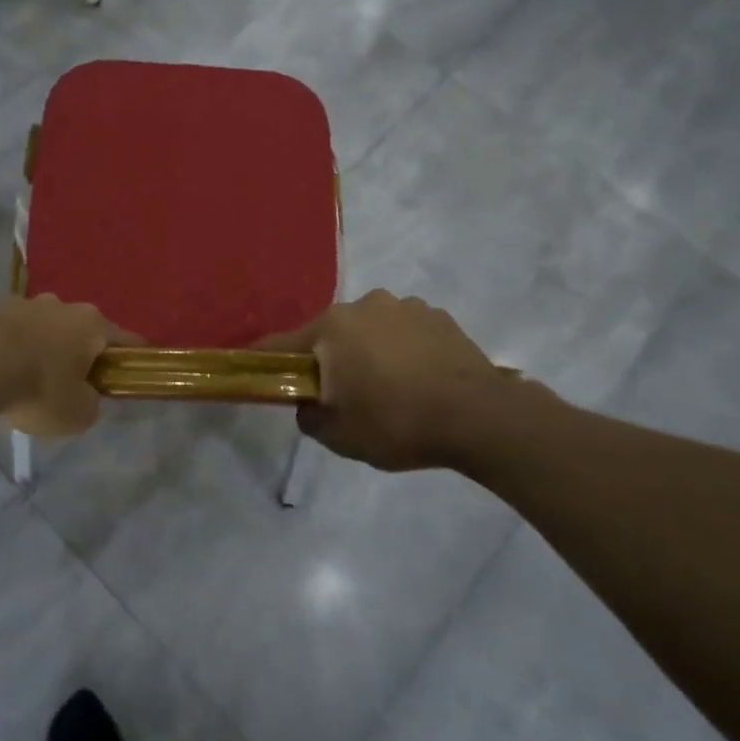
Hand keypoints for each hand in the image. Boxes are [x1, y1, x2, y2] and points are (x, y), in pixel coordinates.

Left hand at [0, 295, 120, 438]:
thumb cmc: (39, 388)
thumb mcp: (78, 413)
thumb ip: (90, 403)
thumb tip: (86, 395)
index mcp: (92, 323)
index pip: (125, 340)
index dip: (131, 359)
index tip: (132, 374)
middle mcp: (62, 305)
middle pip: (81, 330)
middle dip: (80, 353)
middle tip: (73, 384)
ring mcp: (24, 303)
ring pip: (45, 328)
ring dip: (44, 348)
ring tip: (30, 379)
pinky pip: (13, 333)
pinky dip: (14, 349)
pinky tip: (3, 373)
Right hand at [262, 290, 541, 471]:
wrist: (480, 417)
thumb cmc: (397, 423)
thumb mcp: (339, 436)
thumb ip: (309, 415)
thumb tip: (308, 402)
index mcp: (332, 327)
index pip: (282, 343)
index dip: (266, 360)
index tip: (259, 372)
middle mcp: (363, 305)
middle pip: (330, 334)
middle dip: (330, 358)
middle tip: (343, 394)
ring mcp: (404, 306)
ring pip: (369, 330)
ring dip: (369, 351)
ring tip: (390, 387)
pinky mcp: (438, 315)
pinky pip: (404, 331)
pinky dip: (402, 350)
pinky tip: (419, 379)